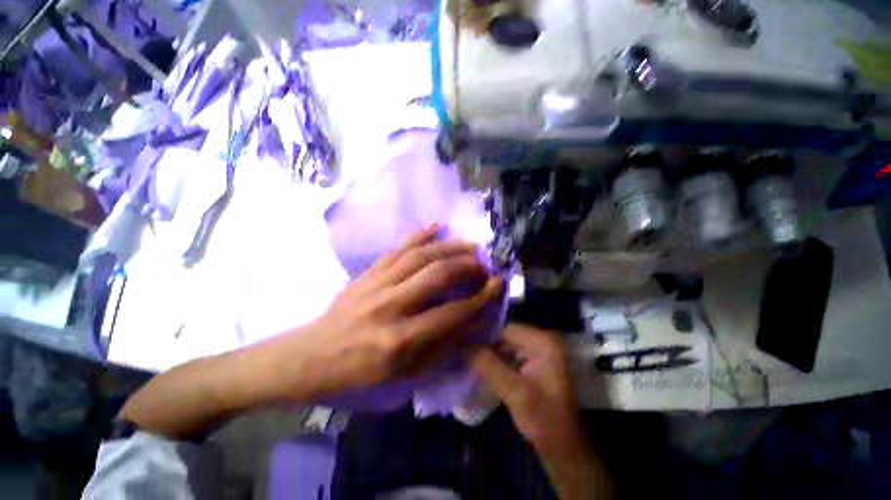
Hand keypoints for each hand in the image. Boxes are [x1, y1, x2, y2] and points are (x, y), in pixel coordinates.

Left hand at [292, 225, 503, 395]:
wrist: (313, 356)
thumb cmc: (361, 373)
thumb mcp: (406, 374)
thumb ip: (444, 348)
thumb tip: (476, 323)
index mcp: (401, 340)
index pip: (453, 313)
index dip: (481, 298)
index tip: (498, 284)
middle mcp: (390, 306)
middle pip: (437, 274)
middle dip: (468, 265)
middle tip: (485, 262)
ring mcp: (376, 284)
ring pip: (420, 255)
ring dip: (450, 247)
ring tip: (469, 245)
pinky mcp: (367, 273)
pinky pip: (396, 248)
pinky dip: (418, 235)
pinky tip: (435, 226)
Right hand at [471, 324, 612, 498]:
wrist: (564, 450)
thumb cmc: (545, 420)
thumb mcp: (516, 393)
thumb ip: (489, 366)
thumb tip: (464, 346)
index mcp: (542, 342)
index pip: (505, 329)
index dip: (483, 336)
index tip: (461, 344)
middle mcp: (539, 341)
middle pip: (503, 337)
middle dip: (484, 347)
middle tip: (461, 354)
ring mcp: (535, 354)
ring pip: (503, 347)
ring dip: (486, 356)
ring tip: (465, 361)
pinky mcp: (530, 366)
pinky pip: (506, 358)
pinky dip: (493, 364)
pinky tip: (478, 370)